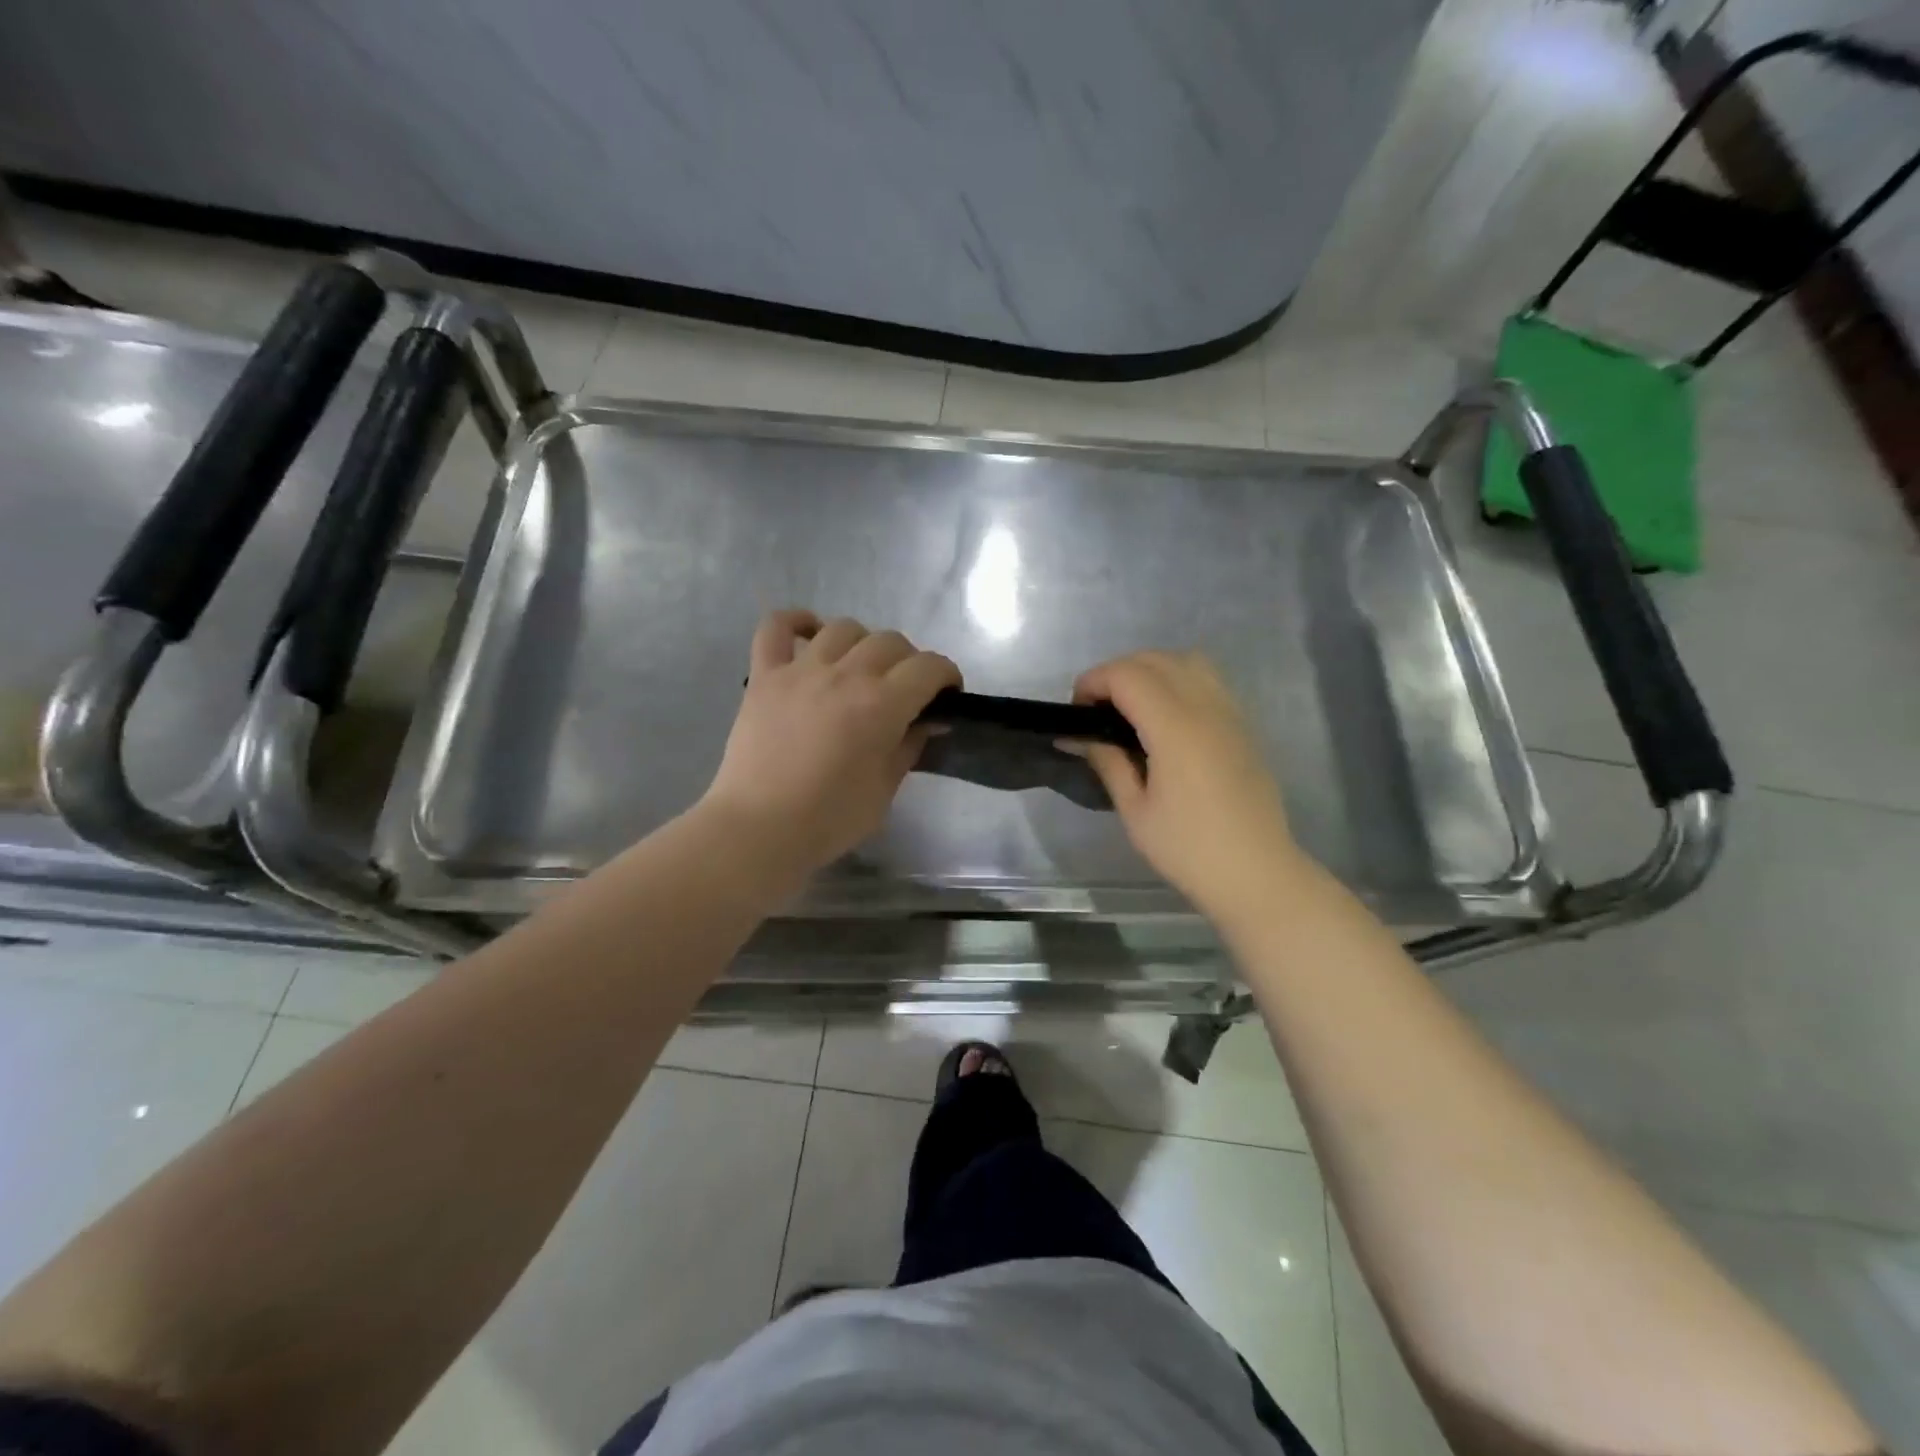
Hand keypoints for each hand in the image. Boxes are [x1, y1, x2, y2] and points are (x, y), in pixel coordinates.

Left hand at [699, 611, 960, 881]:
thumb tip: (929, 721)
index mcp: (881, 704)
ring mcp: (800, 670)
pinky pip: (776, 627)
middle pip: (890, 641)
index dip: (947, 675)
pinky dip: (795, 622)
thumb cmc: (829, 819)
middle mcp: (844, 675)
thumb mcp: (885, 789)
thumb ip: (910, 746)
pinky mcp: (764, 676)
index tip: (947, 695)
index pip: (929, 667)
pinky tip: (809, 634)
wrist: (759, 830)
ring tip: (860, 669)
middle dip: (909, 661)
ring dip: (862, 643)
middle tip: (904, 691)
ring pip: (843, 628)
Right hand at [1072, 651, 1305, 925]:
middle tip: (1097, 710)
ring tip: (1131, 707)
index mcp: (1175, 729)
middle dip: (1117, 672)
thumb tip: (1076, 736)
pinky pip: (1207, 680)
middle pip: (1155, 659)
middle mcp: (1205, 708)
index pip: (1128, 675)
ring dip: (1150, 670)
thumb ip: (1107, 762)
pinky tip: (1165, 718)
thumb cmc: (1188, 849)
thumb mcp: (1135, 810)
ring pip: (1186, 660)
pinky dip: (1178, 680)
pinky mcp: (1242, 725)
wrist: (1256, 873)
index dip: (1094, 681)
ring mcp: (1229, 713)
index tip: (1076, 711)